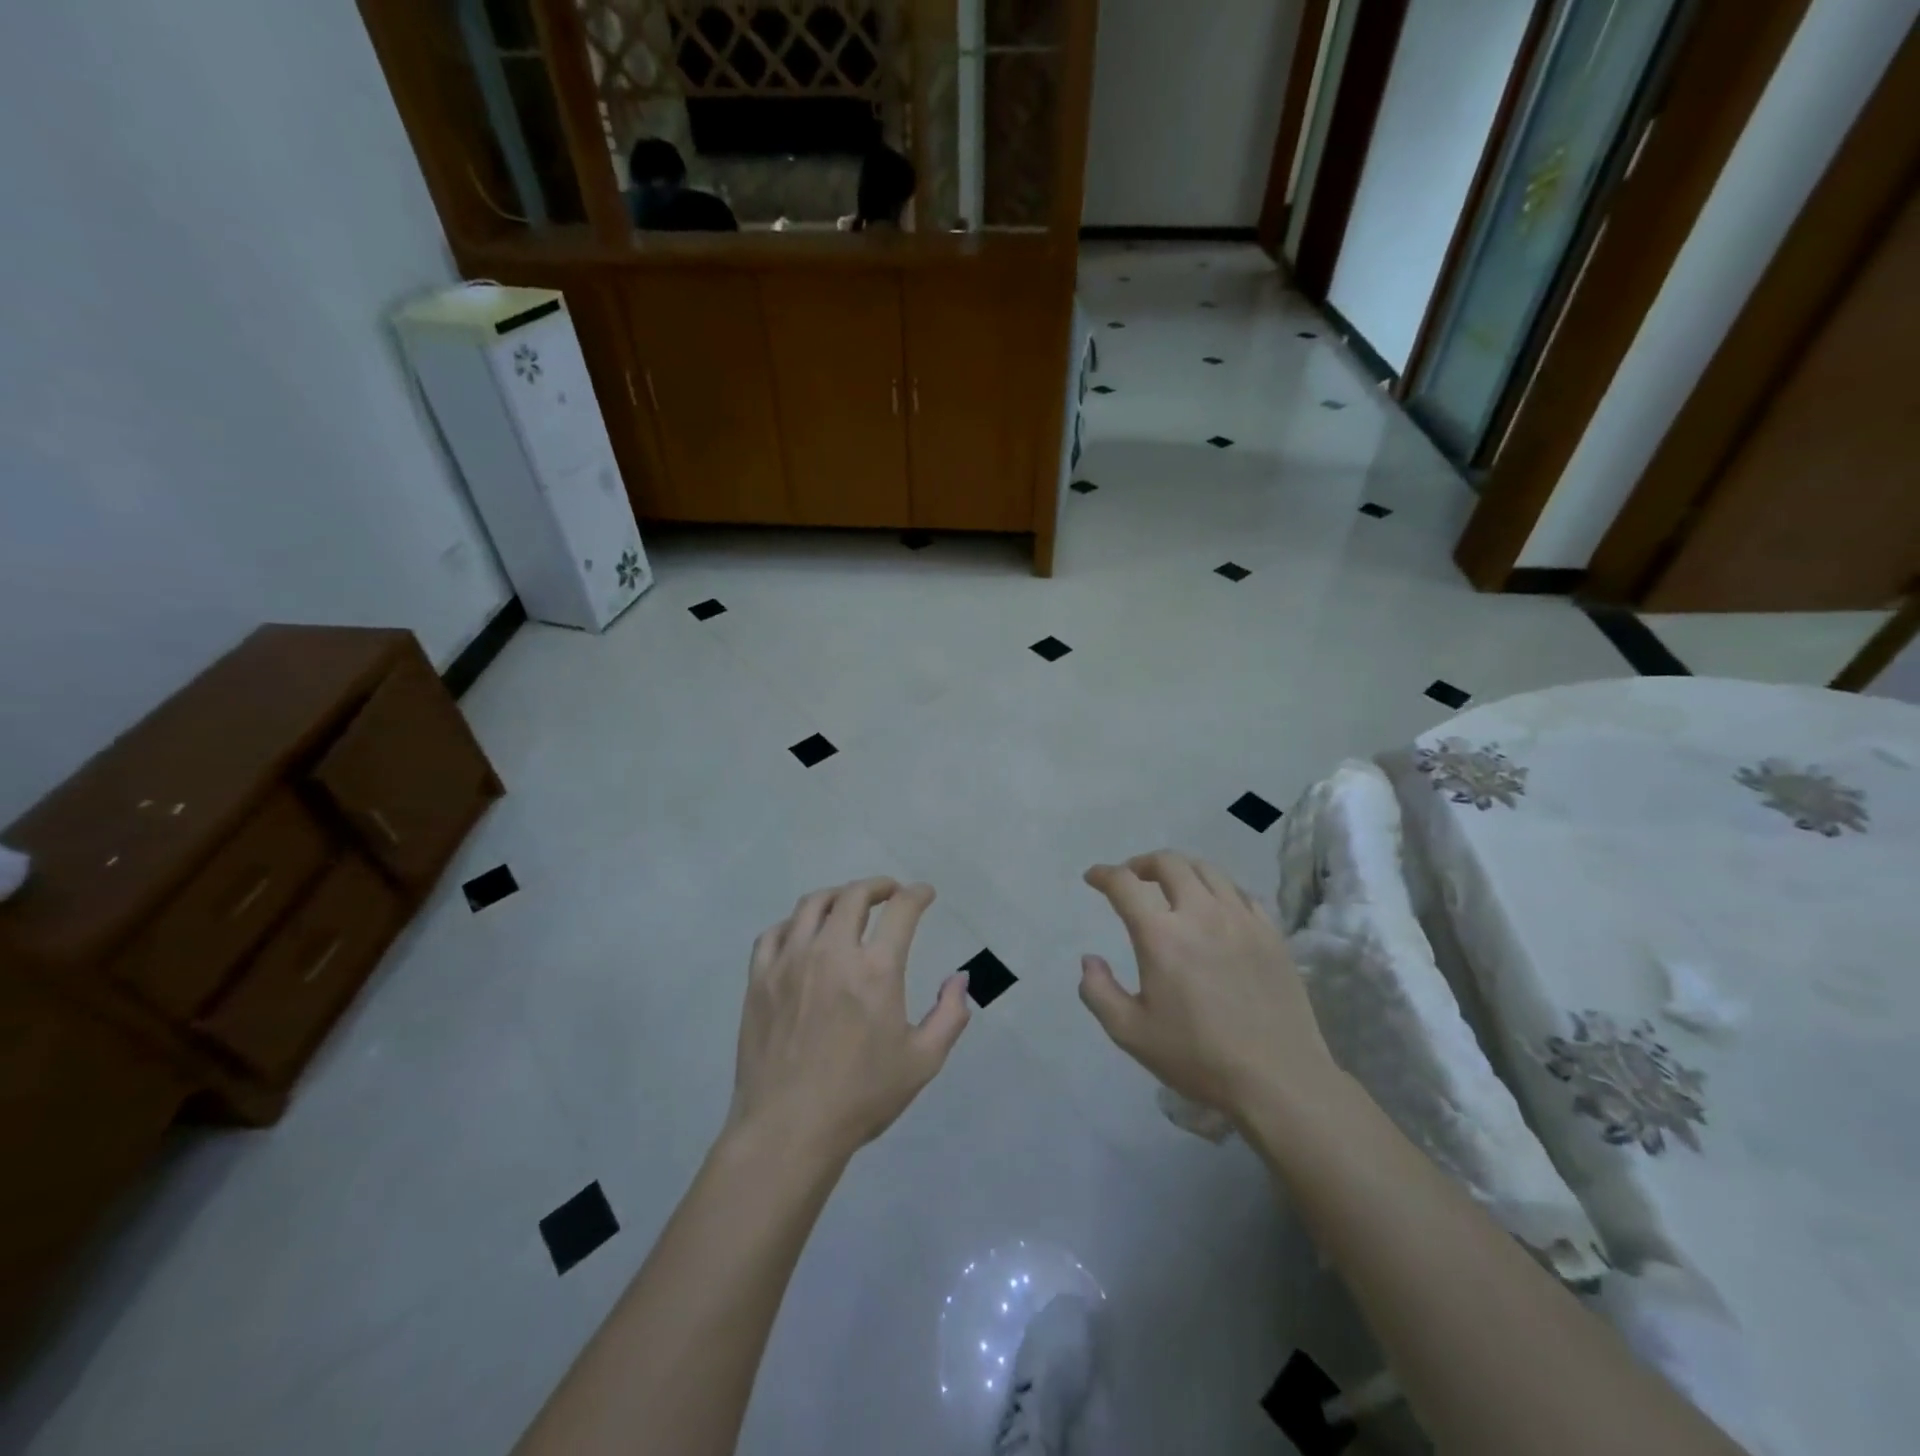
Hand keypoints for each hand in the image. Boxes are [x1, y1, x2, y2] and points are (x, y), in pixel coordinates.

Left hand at [730, 877, 970, 1164]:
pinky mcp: (759, 979)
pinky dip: (795, 923)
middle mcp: (832, 952)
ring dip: (837, 895)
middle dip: (878, 886)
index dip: (917, 895)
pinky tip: (803, 933)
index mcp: (876, 969)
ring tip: (848, 903)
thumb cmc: (861, 1097)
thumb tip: (959, 979)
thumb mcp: (922, 1061)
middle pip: (854, 896)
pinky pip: (775, 932)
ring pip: (812, 904)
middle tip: (889, 893)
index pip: (901, 910)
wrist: (788, 1130)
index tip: (924, 894)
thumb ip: (949, 1015)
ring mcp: (790, 962)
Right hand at [1079, 851, 1339, 1125]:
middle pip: (1168, 863)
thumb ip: (1098, 992)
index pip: (1124, 884)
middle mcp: (1200, 914)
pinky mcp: (1270, 933)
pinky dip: (1217, 888)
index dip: (1103, 874)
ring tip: (1172, 886)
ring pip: (1207, 870)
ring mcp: (1241, 919)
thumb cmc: (1197, 1057)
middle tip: (1132, 878)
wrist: (1278, 1080)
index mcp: (1161, 935)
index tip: (1093, 878)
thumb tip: (1089, 960)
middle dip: (1142, 863)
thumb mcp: (1130, 1034)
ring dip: (1180, 870)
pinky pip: (1240, 892)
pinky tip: (1214, 907)